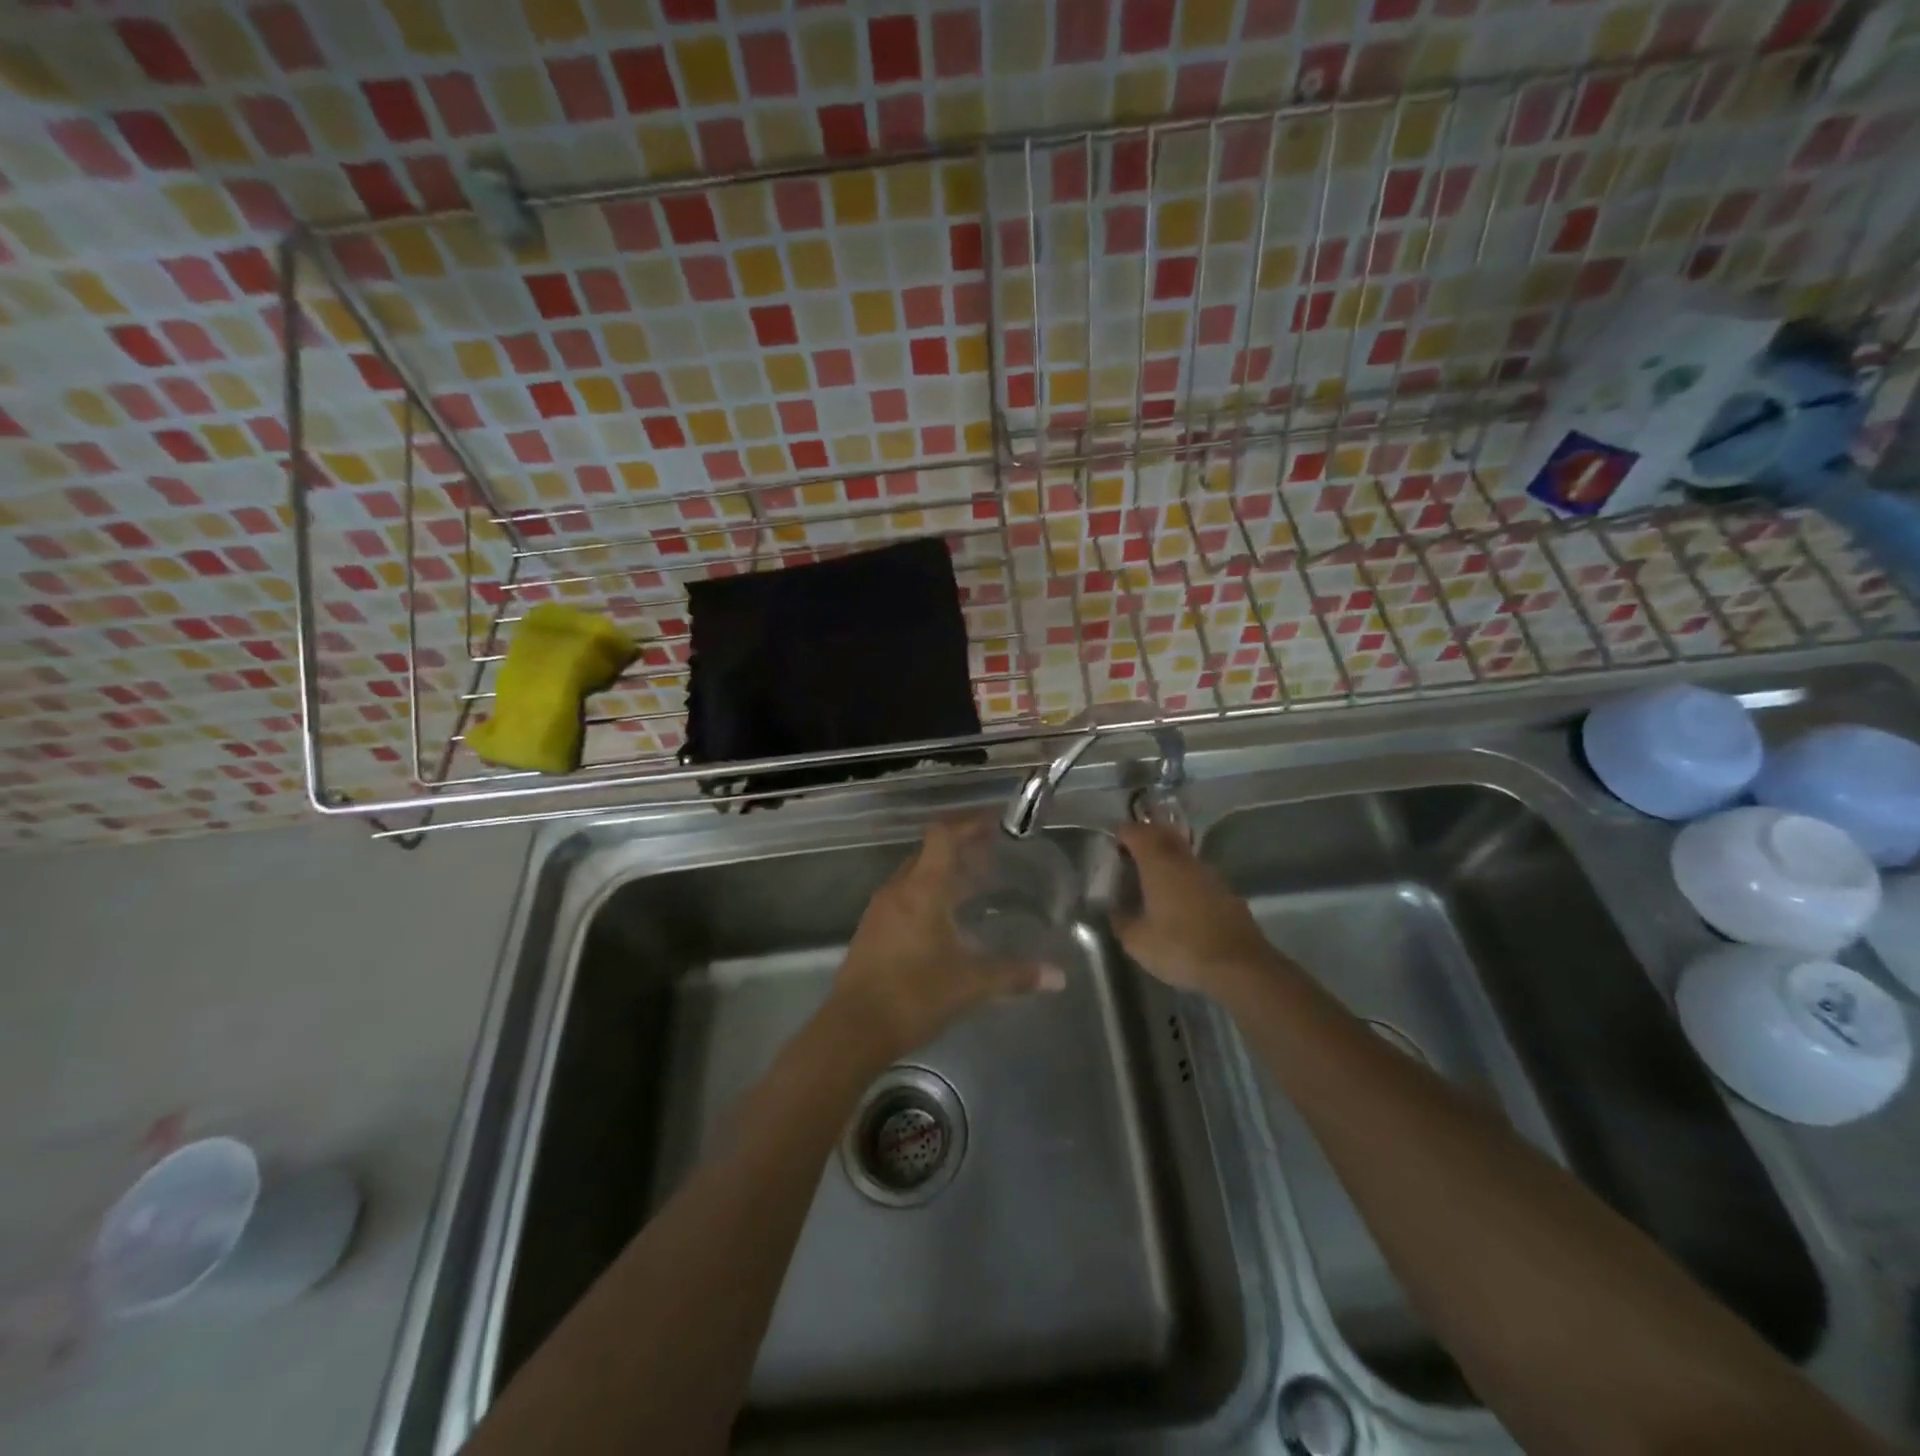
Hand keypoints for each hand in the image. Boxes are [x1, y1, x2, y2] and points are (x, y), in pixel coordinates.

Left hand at [832, 819, 1061, 1058]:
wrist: (853, 1029)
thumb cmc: (914, 995)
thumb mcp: (972, 984)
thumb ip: (1015, 975)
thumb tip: (1058, 977)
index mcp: (922, 889)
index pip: (943, 836)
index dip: (968, 824)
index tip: (994, 824)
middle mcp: (898, 890)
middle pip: (929, 852)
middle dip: (959, 849)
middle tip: (991, 856)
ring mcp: (880, 910)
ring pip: (914, 876)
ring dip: (942, 874)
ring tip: (973, 887)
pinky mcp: (871, 931)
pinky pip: (903, 898)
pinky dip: (926, 896)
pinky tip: (944, 921)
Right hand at [1114, 822, 1280, 995]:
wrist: (1240, 967)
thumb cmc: (1181, 947)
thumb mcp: (1137, 941)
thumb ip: (1121, 920)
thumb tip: (1116, 911)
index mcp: (1158, 863)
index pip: (1137, 832)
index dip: (1123, 834)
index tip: (1113, 846)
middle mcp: (1184, 860)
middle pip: (1162, 835)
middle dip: (1145, 838)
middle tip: (1130, 854)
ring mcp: (1209, 874)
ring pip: (1182, 854)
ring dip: (1166, 857)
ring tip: (1152, 879)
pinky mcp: (1226, 892)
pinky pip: (1198, 874)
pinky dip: (1184, 878)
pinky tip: (1179, 901)